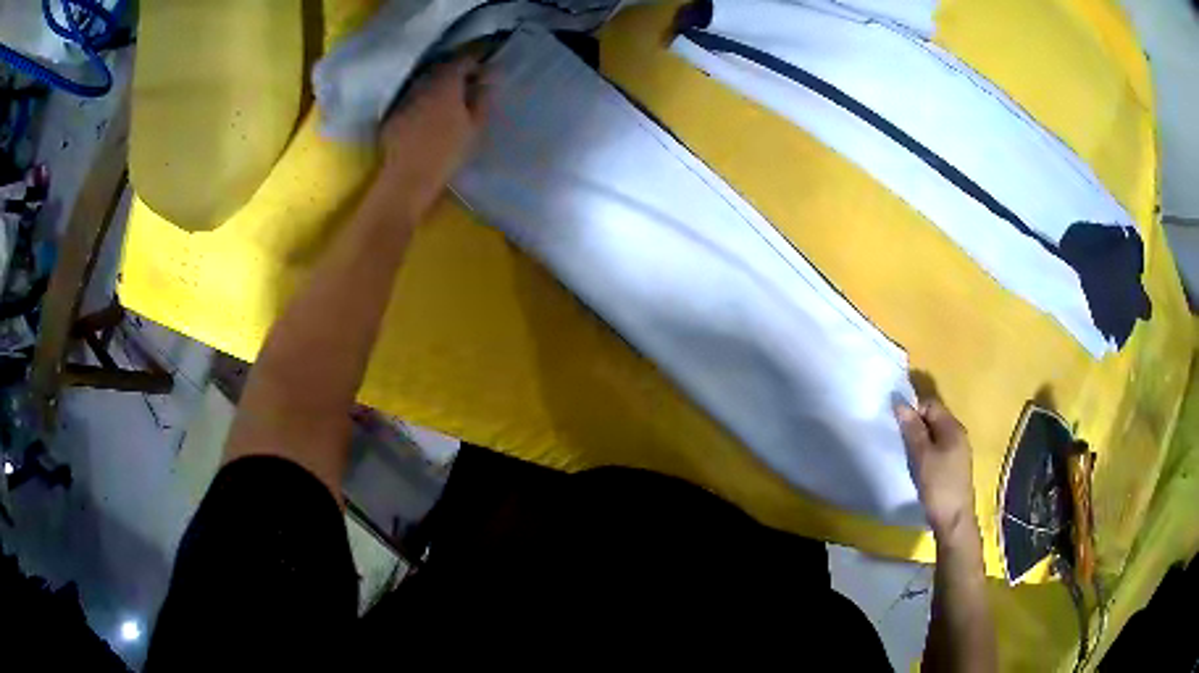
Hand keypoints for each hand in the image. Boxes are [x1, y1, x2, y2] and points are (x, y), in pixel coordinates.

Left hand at [379, 55, 488, 220]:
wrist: (408, 178)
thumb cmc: (447, 152)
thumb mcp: (475, 125)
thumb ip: (483, 97)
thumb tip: (489, 77)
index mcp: (446, 83)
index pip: (463, 60)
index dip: (475, 63)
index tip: (483, 73)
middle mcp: (423, 83)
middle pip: (441, 68)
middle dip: (455, 72)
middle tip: (468, 86)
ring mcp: (405, 97)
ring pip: (425, 82)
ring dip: (437, 85)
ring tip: (449, 100)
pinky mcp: (393, 113)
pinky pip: (412, 98)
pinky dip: (422, 100)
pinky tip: (428, 116)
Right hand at [895, 399, 977, 540]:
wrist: (953, 519)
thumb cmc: (938, 485)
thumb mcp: (922, 456)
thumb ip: (912, 429)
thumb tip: (900, 403)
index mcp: (953, 427)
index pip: (930, 405)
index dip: (913, 410)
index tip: (897, 425)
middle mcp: (958, 434)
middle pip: (933, 418)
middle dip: (915, 425)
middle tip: (899, 439)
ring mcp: (957, 451)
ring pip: (934, 435)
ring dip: (919, 440)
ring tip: (906, 453)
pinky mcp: (954, 466)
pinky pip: (937, 448)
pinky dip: (925, 451)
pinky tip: (917, 465)